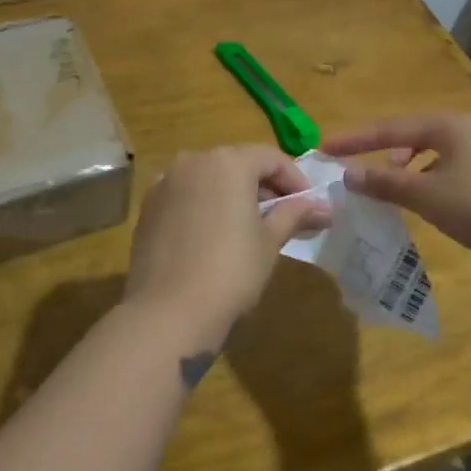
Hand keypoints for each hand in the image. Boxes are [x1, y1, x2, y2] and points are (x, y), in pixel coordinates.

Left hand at [124, 145, 329, 344]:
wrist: (168, 312)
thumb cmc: (231, 271)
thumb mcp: (269, 241)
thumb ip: (294, 214)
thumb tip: (322, 207)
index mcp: (228, 161)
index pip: (271, 158)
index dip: (295, 179)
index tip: (309, 206)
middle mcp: (193, 161)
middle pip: (237, 163)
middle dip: (263, 186)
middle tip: (284, 217)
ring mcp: (165, 183)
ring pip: (209, 178)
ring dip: (232, 195)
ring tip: (249, 228)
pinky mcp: (148, 208)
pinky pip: (186, 196)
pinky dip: (205, 206)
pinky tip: (214, 237)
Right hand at [320, 113, 470, 290]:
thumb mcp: (428, 196)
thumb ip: (385, 183)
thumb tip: (348, 173)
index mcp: (447, 125)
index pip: (389, 127)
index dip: (355, 138)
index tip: (324, 147)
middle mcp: (466, 130)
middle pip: (412, 135)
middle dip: (382, 151)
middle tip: (356, 168)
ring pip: (432, 153)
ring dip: (406, 168)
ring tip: (390, 189)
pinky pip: (449, 169)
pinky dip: (428, 180)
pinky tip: (426, 204)